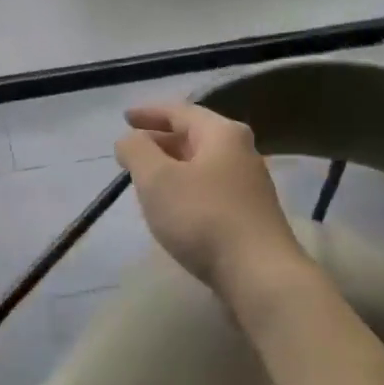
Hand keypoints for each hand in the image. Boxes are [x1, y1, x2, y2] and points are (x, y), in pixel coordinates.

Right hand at [115, 102, 307, 299]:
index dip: (149, 113)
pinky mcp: (249, 214)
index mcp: (222, 134)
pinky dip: (186, 187)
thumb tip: (129, 139)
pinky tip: (174, 206)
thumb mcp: (157, 179)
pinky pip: (210, 189)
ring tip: (147, 178)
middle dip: (161, 140)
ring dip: (173, 166)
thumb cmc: (203, 217)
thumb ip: (137, 151)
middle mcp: (241, 152)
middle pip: (195, 136)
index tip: (125, 118)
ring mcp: (249, 185)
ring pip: (203, 164)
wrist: (258, 273)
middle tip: (132, 150)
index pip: (180, 111)